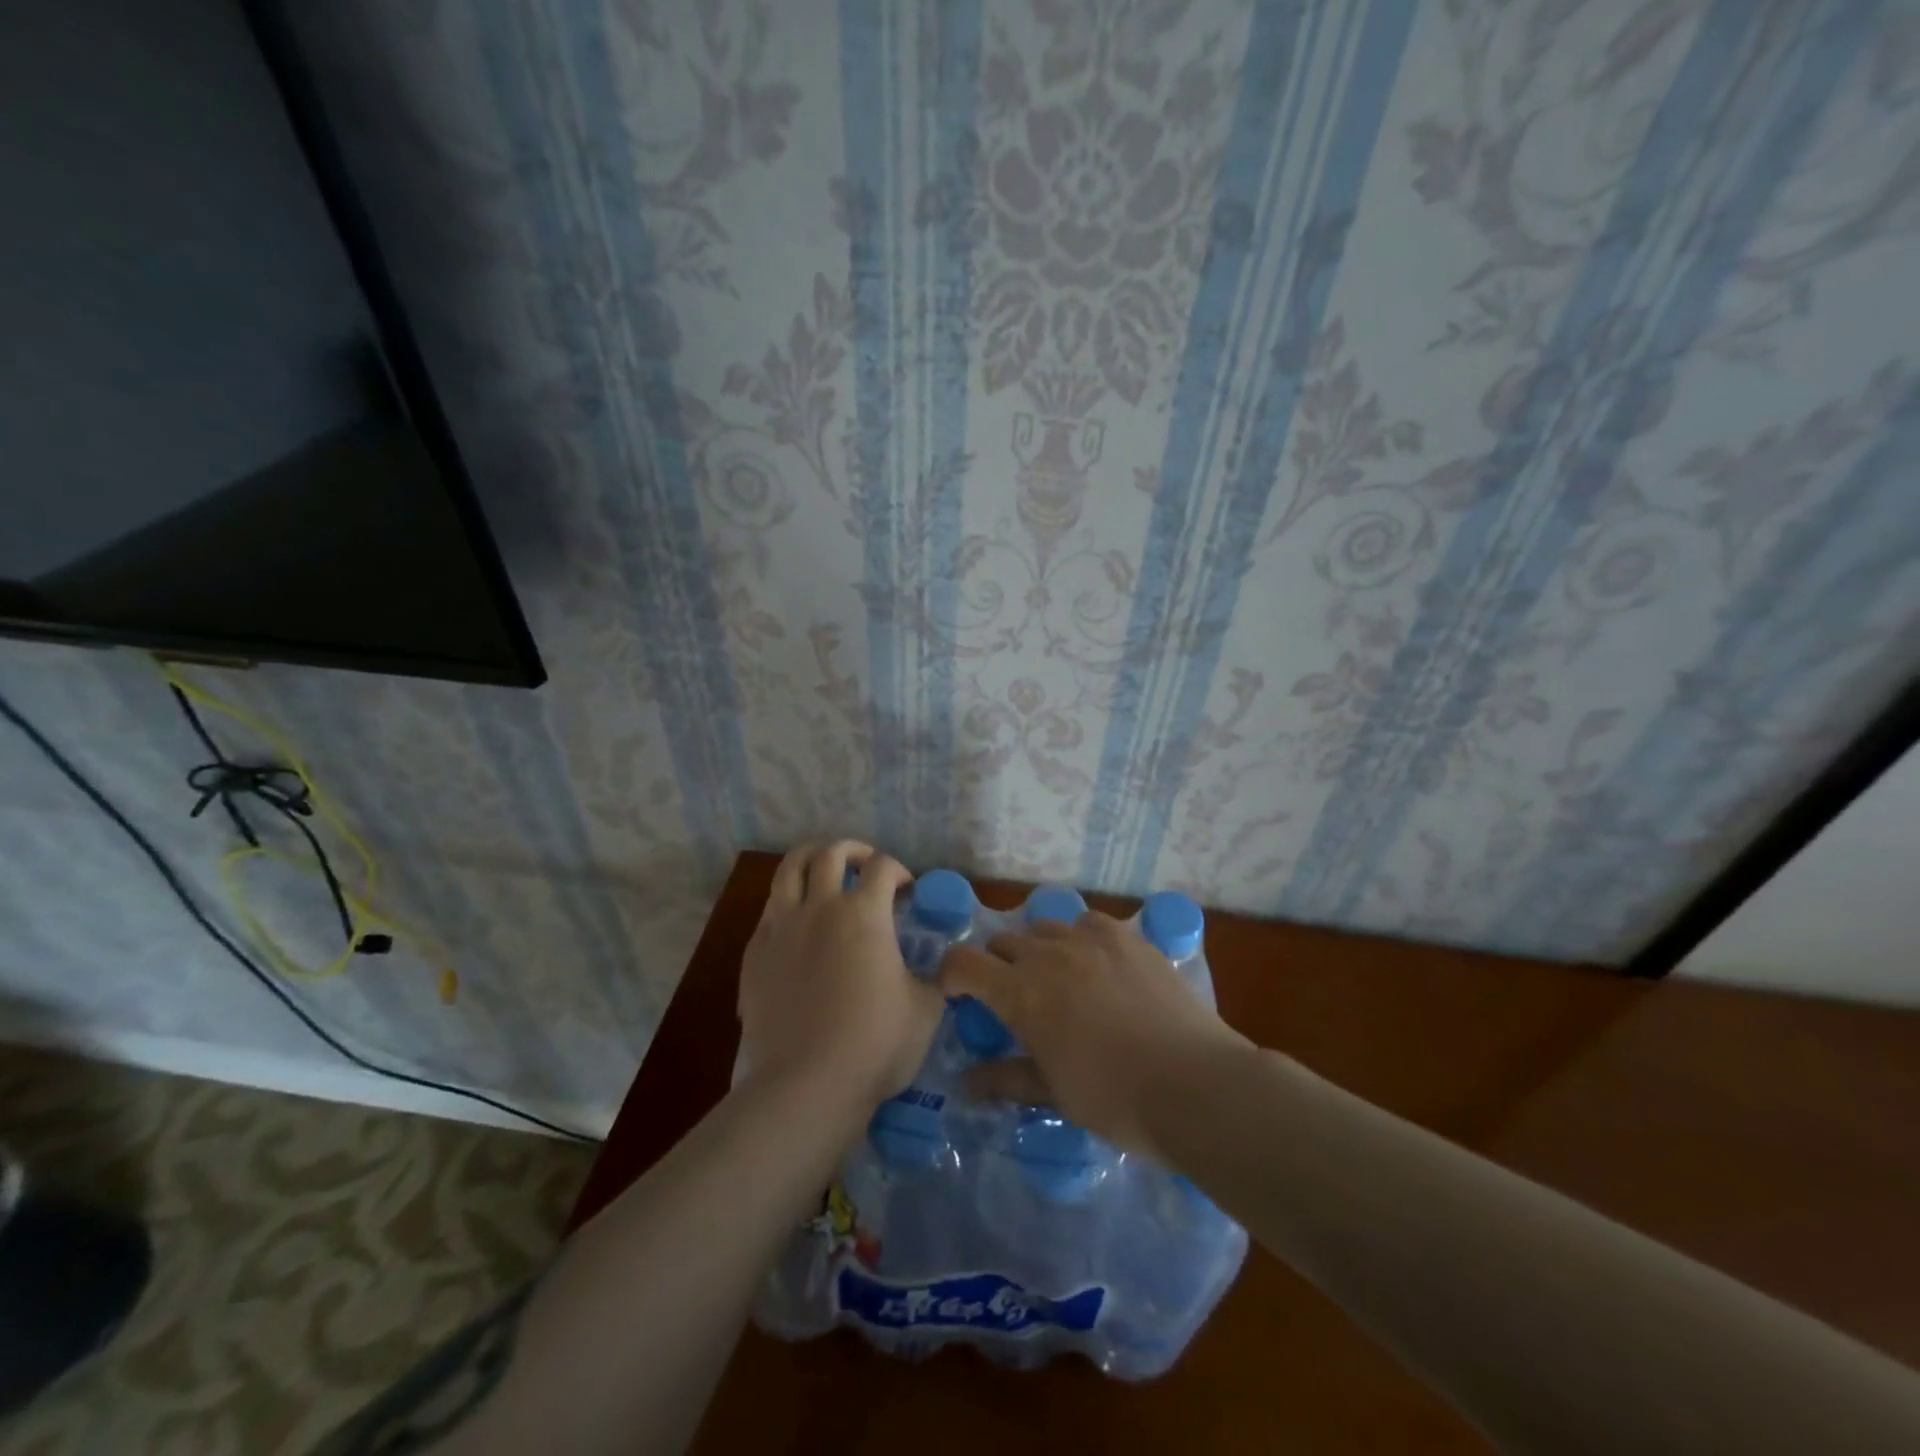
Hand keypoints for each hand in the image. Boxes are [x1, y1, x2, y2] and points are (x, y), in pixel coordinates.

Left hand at [738, 842, 943, 1115]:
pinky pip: (769, 910)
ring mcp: (781, 928)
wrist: (807, 1084)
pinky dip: (787, 902)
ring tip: (823, 869)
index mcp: (864, 913)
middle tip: (865, 864)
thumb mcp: (926, 1010)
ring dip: (811, 859)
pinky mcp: (755, 953)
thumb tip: (942, 970)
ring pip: (789, 869)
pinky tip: (797, 923)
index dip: (899, 870)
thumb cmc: (875, 1044)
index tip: (907, 889)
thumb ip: (935, 979)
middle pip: (831, 853)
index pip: (882, 867)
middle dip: (853, 850)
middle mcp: (819, 907)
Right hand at [939, 911, 1251, 1159]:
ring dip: (1038, 951)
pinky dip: (1079, 938)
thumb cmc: (1115, 1099)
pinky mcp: (1127, 936)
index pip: (963, 963)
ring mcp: (1090, 939)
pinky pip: (1087, 922)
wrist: (1194, 1083)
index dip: (951, 975)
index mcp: (1021, 993)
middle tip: (1015, 1000)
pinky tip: (1096, 964)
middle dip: (997, 966)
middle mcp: (1048, 954)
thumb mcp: (1054, 1093)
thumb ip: (1007, 1079)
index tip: (958, 996)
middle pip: (1003, 942)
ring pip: (1044, 928)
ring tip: (1058, 981)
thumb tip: (967, 1083)